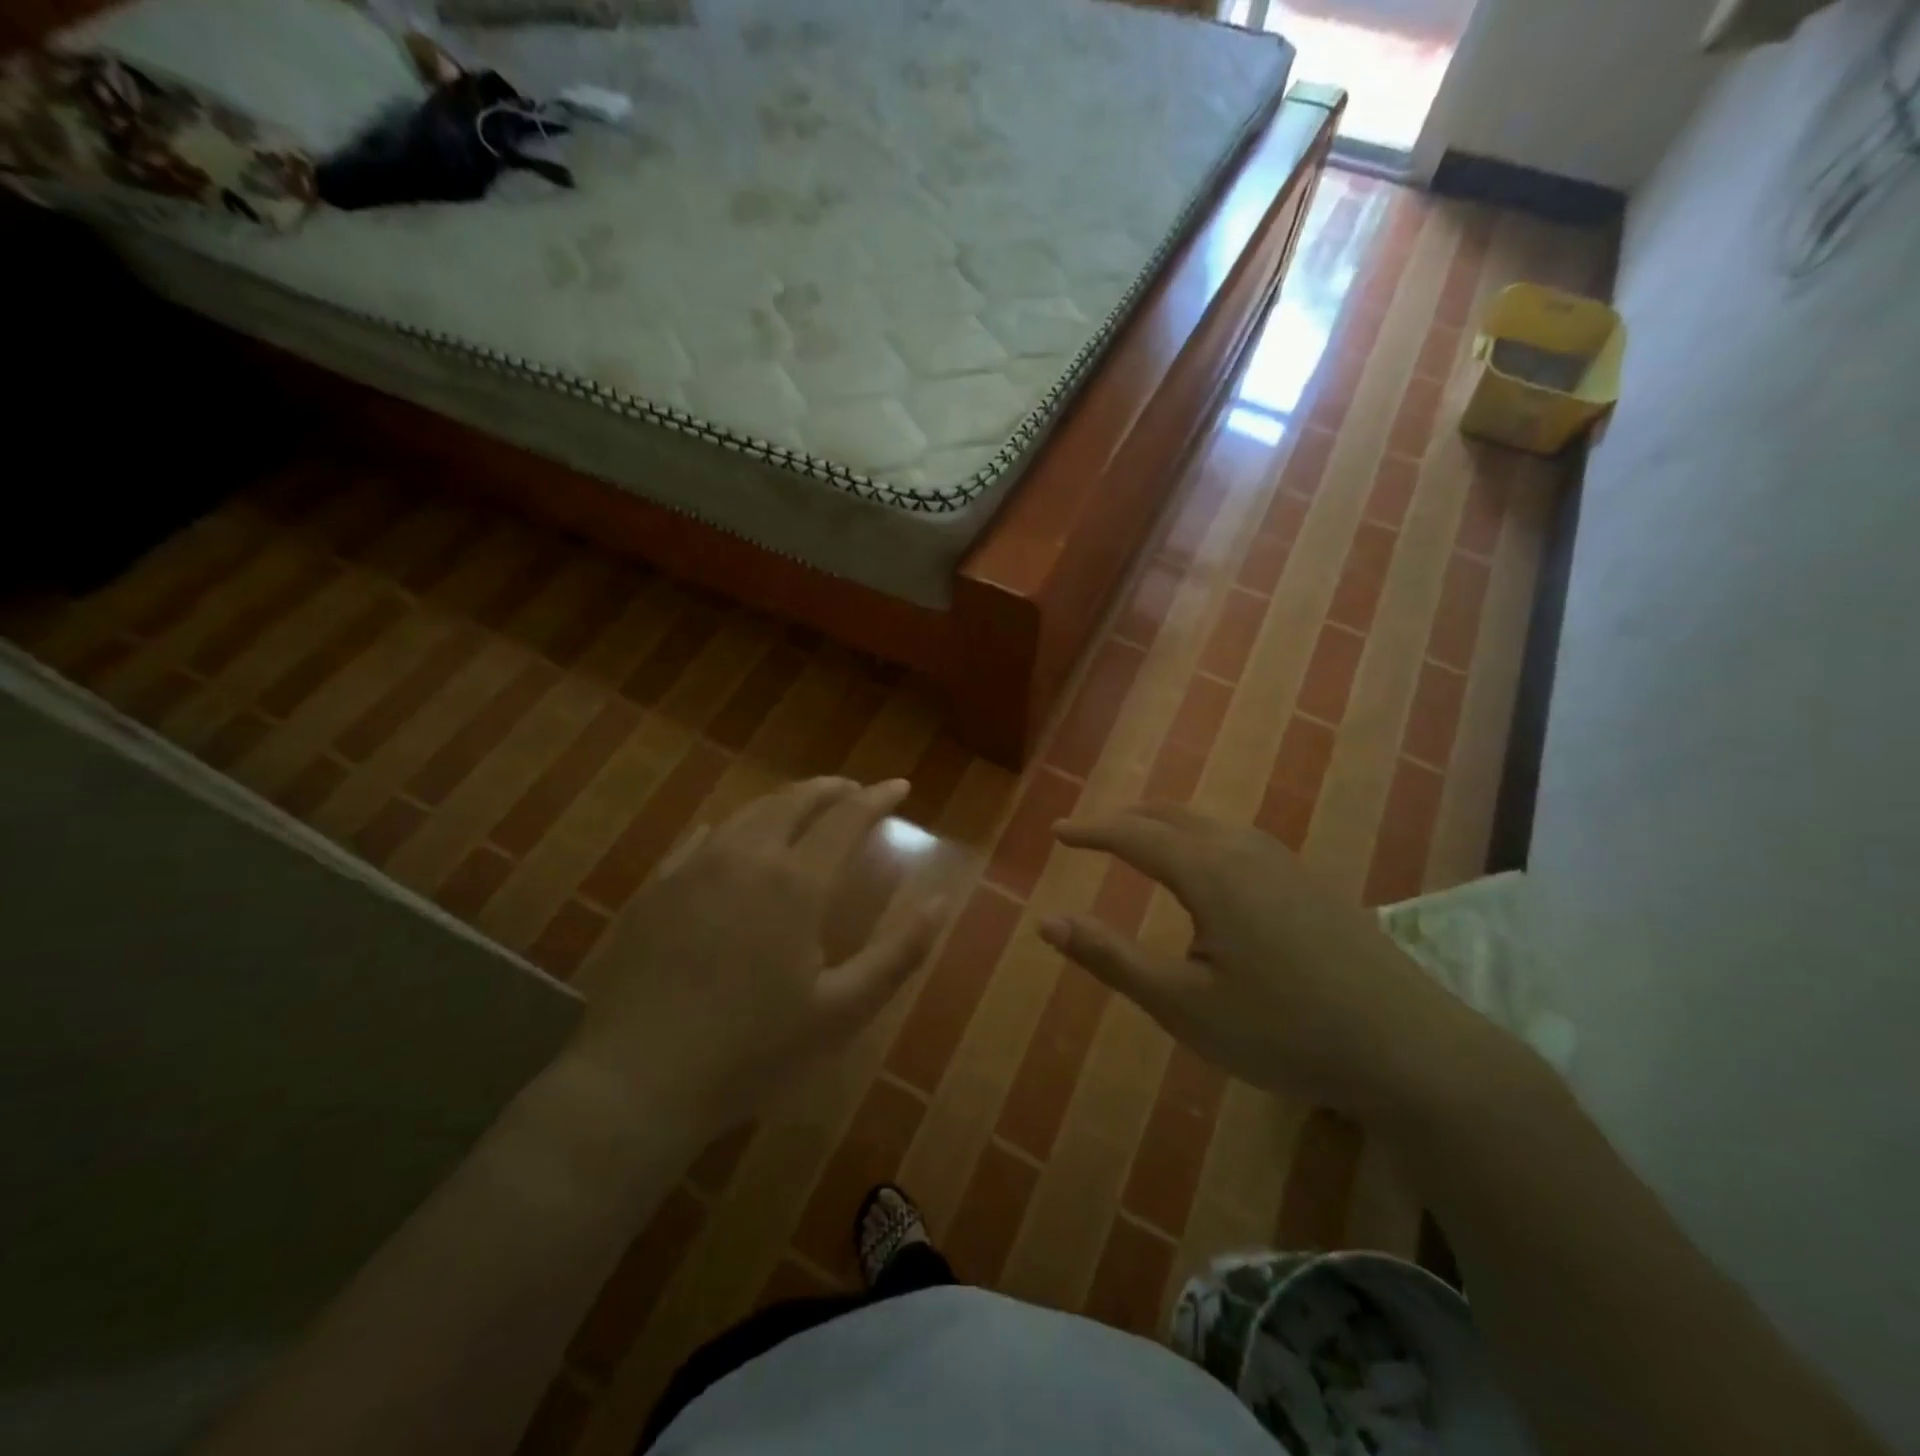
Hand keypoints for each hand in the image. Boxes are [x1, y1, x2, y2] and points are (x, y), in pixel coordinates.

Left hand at [565, 777, 945, 1137]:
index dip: (878, 798)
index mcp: (796, 883)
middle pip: (794, 801)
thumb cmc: (752, 1051)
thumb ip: (898, 954)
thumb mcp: (841, 1011)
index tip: (900, 786)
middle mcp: (745, 858)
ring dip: (784, 802)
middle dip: (831, 788)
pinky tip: (731, 836)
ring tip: (803, 808)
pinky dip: (731, 827)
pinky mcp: (656, 888)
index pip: (846, 818)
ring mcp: (694, 868)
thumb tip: (942, 901)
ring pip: (748, 812)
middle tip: (854, 790)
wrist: (636, 1081)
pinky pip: (701, 838)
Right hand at [1042, 804, 1499, 1120]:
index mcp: (1208, 871)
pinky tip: (1208, 871)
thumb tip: (1046, 921)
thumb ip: (1110, 957)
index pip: (1132, 835)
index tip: (1057, 832)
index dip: (1091, 831)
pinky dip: (1199, 837)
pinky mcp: (1310, 883)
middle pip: (1171, 814)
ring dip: (1164, 824)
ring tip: (1140, 843)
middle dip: (1125, 819)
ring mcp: (1284, 863)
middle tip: (1091, 833)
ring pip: (1208, 822)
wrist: (1408, 1048)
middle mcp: (1244, 850)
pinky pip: (1237, 839)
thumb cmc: (1282, 1029)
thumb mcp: (1182, 1004)